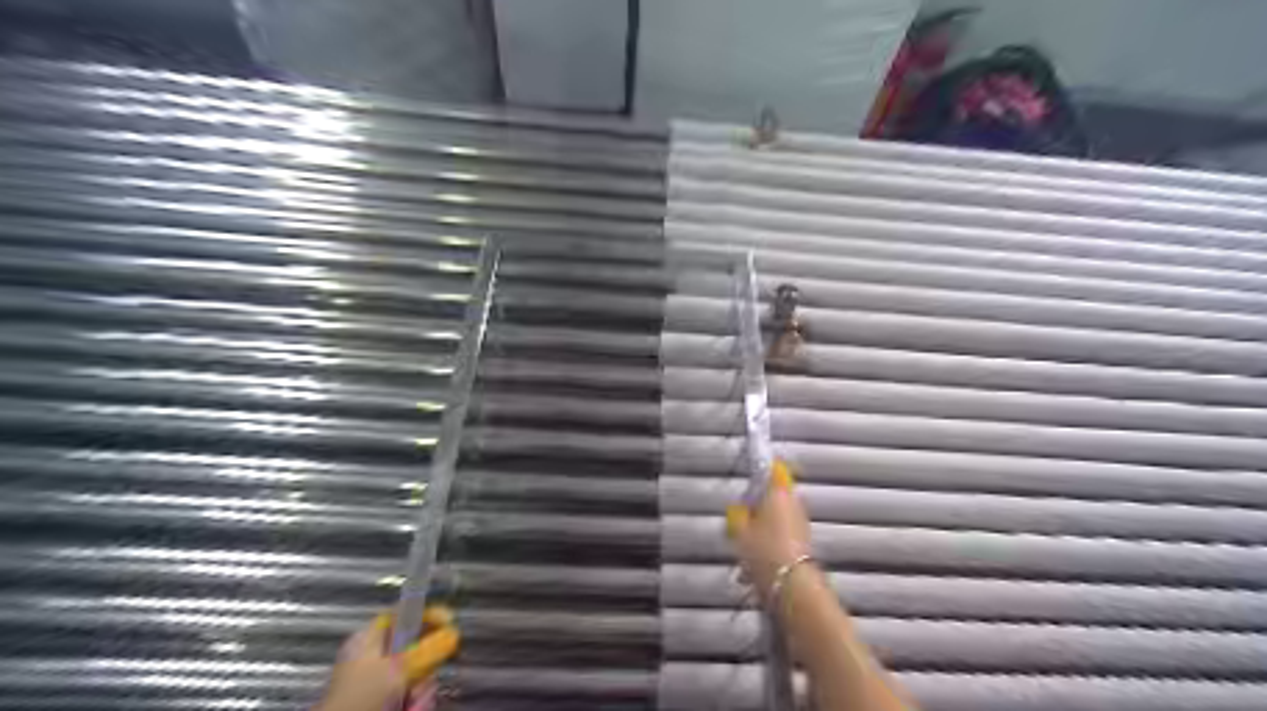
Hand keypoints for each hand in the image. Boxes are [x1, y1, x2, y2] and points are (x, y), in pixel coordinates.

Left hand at [317, 606, 461, 710]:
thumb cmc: (364, 696)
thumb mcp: (398, 670)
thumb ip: (428, 650)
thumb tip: (454, 632)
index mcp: (368, 639)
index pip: (403, 613)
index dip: (427, 613)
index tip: (450, 622)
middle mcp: (373, 656)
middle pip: (414, 647)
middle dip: (426, 665)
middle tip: (426, 678)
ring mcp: (377, 681)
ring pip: (415, 674)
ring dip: (422, 689)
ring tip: (414, 703)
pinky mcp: (382, 701)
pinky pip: (409, 694)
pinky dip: (415, 703)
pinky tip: (412, 709)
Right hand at [721, 461, 811, 598]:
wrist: (792, 587)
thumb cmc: (764, 551)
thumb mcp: (739, 531)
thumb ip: (737, 515)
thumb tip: (739, 507)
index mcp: (779, 493)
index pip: (773, 470)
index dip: (763, 467)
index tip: (750, 469)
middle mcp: (794, 504)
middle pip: (774, 496)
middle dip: (757, 504)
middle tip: (739, 516)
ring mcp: (800, 524)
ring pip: (776, 518)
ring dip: (762, 526)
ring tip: (743, 544)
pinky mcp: (802, 543)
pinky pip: (781, 535)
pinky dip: (769, 542)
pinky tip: (753, 563)